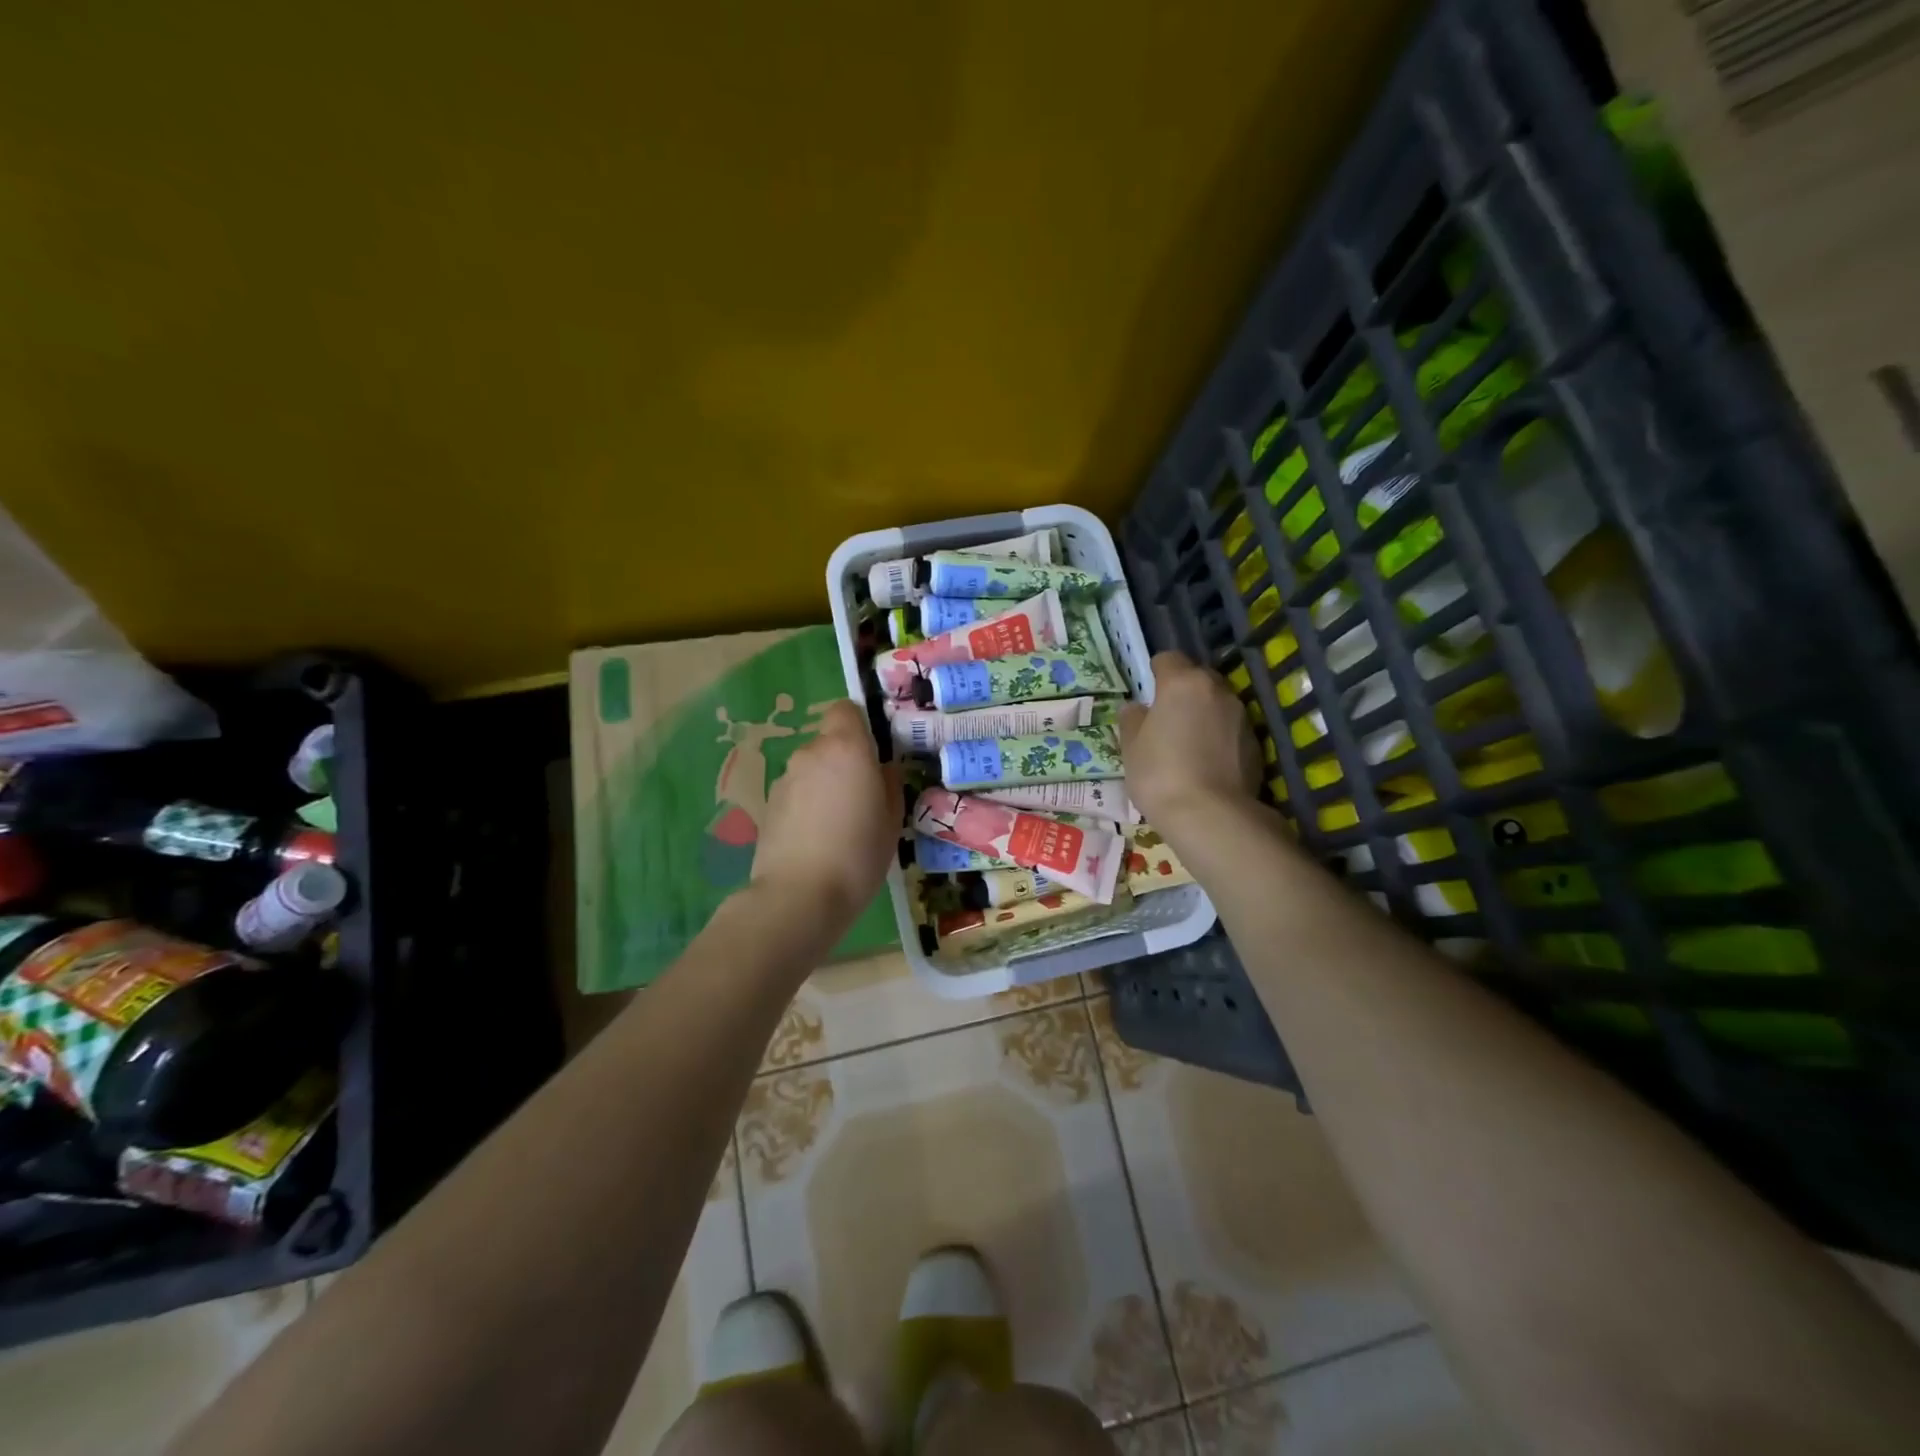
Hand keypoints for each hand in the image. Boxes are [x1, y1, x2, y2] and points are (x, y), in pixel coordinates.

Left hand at [750, 699, 900, 943]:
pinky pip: (795, 794)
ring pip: (811, 770)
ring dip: (824, 785)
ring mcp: (784, 779)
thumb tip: (882, 768)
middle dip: (844, 762)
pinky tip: (816, 840)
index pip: (845, 709)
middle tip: (862, 798)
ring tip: (838, 825)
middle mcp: (810, 754)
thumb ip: (889, 783)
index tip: (873, 754)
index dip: (859, 726)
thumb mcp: (892, 819)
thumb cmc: (858, 853)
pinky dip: (806, 807)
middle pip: (828, 743)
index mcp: (846, 748)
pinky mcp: (768, 806)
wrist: (799, 896)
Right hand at [1119, 652, 1263, 832]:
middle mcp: (1217, 690)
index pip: (1168, 659)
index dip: (1155, 672)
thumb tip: (1136, 708)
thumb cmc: (1160, 775)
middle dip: (1182, 691)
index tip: (1147, 693)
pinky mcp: (1256, 743)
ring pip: (1217, 703)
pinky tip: (1207, 763)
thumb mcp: (1131, 748)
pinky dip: (1219, 737)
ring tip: (1187, 743)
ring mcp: (1241, 716)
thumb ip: (1132, 720)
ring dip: (1203, 714)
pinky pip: (1231, 729)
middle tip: (1166, 719)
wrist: (1211, 816)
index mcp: (1182, 683)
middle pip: (1197, 678)